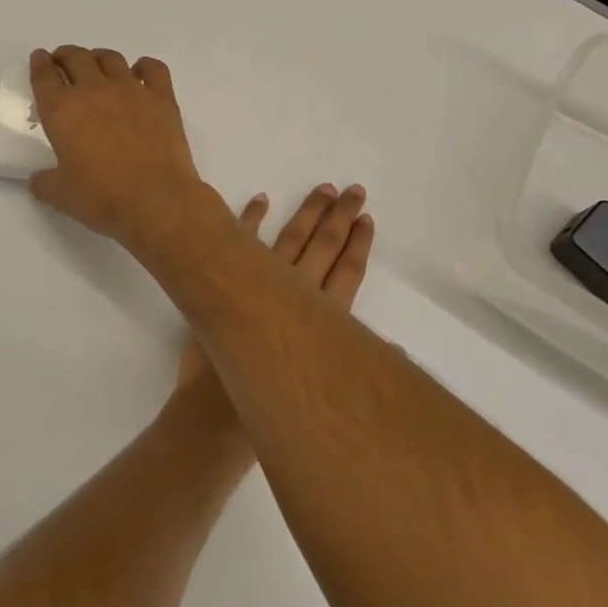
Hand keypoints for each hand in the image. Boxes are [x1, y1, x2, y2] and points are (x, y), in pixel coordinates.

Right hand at [27, 47, 212, 248]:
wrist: (156, 199)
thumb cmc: (102, 198)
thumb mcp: (61, 196)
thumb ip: (45, 182)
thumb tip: (39, 179)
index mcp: (62, 111)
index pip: (44, 76)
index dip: (39, 64)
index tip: (39, 59)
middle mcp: (94, 90)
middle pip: (76, 58)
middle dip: (65, 55)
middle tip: (63, 62)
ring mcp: (131, 90)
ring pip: (111, 58)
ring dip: (99, 57)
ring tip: (96, 66)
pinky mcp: (162, 98)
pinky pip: (153, 68)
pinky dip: (144, 66)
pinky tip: (140, 74)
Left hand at [176, 184, 374, 394]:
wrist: (214, 417)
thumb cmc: (271, 410)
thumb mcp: (325, 393)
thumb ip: (356, 364)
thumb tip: (394, 350)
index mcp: (321, 320)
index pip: (348, 272)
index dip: (359, 244)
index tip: (367, 218)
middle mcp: (294, 294)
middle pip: (324, 247)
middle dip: (340, 217)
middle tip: (353, 189)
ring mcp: (258, 283)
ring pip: (291, 238)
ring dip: (308, 212)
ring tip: (323, 189)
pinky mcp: (226, 282)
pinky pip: (240, 239)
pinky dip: (250, 218)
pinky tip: (261, 199)